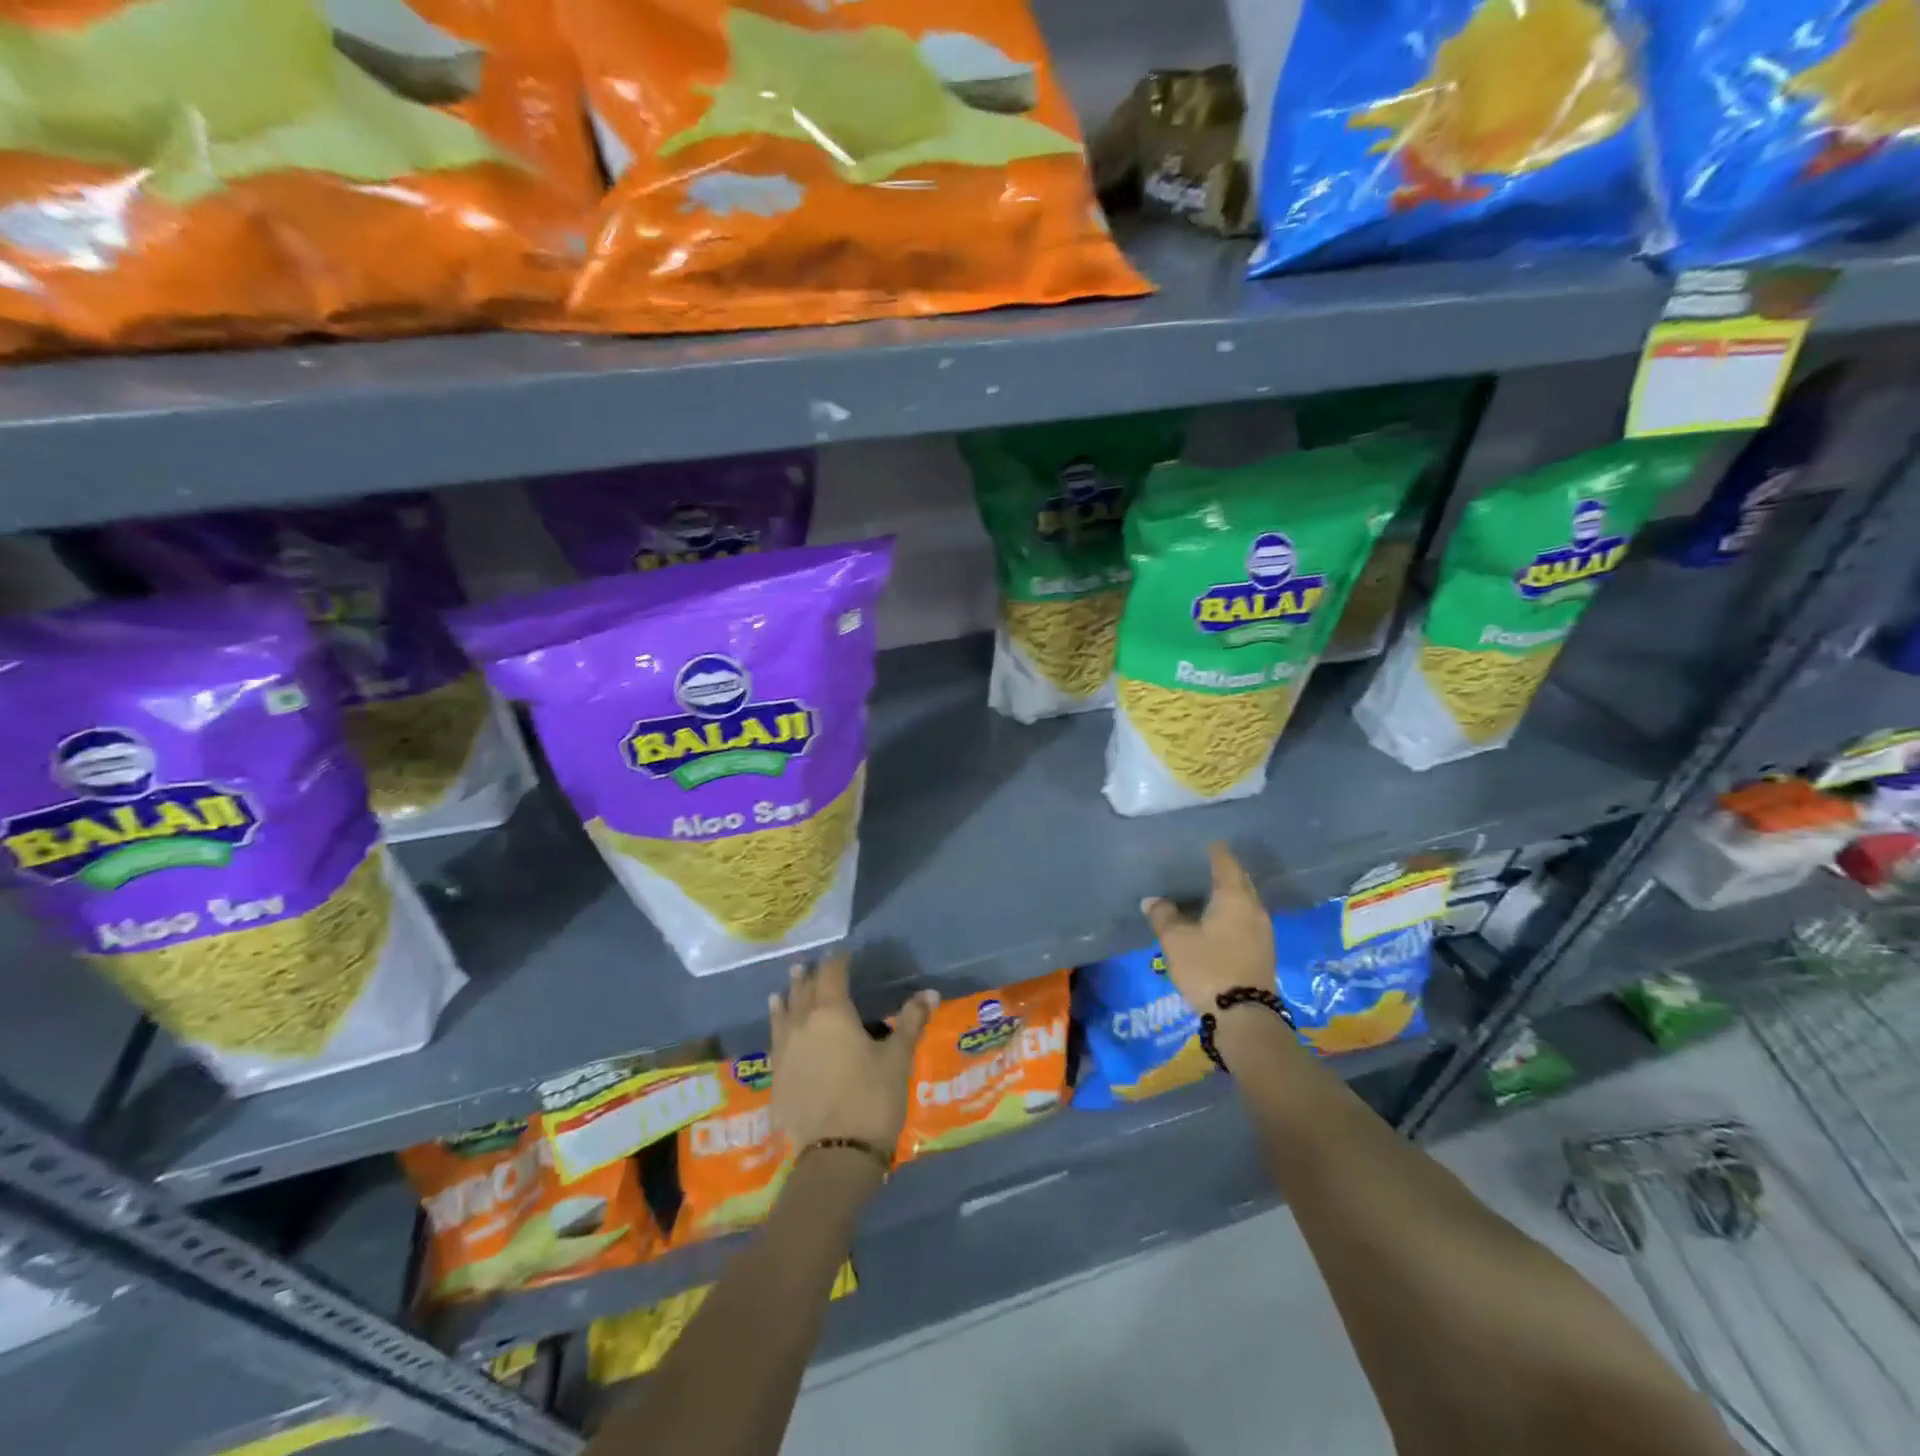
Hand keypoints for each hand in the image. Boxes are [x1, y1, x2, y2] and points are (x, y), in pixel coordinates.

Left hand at [769, 952, 937, 1154]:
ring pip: (783, 1014)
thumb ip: (911, 1021)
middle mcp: (802, 1024)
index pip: (832, 974)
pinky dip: (778, 1027)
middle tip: (809, 965)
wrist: (836, 1155)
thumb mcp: (898, 1057)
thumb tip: (930, 992)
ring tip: (784, 988)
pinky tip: (779, 1029)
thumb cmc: (873, 1097)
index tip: (843, 954)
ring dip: (787, 998)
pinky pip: (776, 1040)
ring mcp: (785, 1051)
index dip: (838, 961)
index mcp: (832, 1012)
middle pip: (803, 991)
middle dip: (809, 977)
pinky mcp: (777, 1078)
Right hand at [1142, 842, 1274, 1012]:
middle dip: (1225, 872)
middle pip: (1240, 881)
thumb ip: (1163, 916)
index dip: (1215, 852)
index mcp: (1234, 897)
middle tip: (1204, 865)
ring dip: (1229, 894)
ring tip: (1207, 892)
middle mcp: (1253, 908)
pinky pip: (1246, 919)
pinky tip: (1218, 920)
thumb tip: (1153, 900)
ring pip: (1245, 902)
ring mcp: (1262, 931)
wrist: (1244, 1016)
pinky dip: (1232, 913)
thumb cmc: (1208, 967)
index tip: (1206, 843)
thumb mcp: (1176, 940)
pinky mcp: (1263, 951)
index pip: (1226, 863)